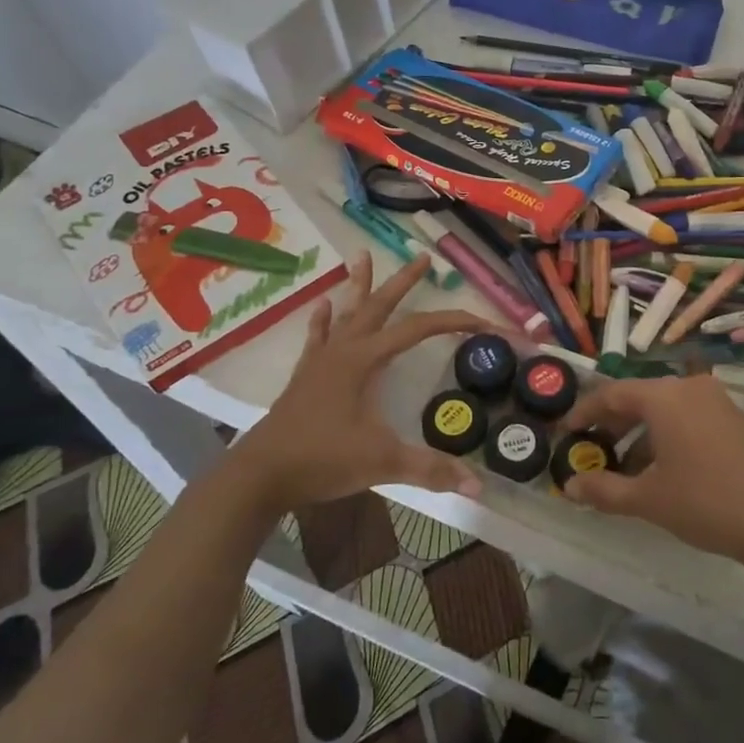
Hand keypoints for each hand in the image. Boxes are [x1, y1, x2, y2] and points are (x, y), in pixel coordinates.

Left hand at [235, 252, 487, 509]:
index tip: (483, 321)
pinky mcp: (305, 378)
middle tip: (422, 257)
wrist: (260, 476)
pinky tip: (322, 306)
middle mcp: (343, 351)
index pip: (418, 329)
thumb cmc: (322, 460)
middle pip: (379, 306)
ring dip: (359, 286)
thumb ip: (430, 469)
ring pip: (346, 314)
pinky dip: (322, 321)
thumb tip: (478, 486)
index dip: (454, 321)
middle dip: (403, 282)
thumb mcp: (382, 462)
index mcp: (364, 360)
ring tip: (361, 256)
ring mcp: (320, 362)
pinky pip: (317, 338)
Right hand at [558, 376, 743, 578]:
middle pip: (638, 399)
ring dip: (639, 437)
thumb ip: (604, 490)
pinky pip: (688, 420)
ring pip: (664, 411)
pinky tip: (662, 473)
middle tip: (591, 454)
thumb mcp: (649, 500)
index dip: (583, 414)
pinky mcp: (735, 420)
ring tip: (623, 473)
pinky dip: (666, 439)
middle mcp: (689, 388)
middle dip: (611, 427)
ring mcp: (717, 402)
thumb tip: (570, 487)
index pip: (611, 394)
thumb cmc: (709, 503)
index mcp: (664, 396)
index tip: (564, 434)